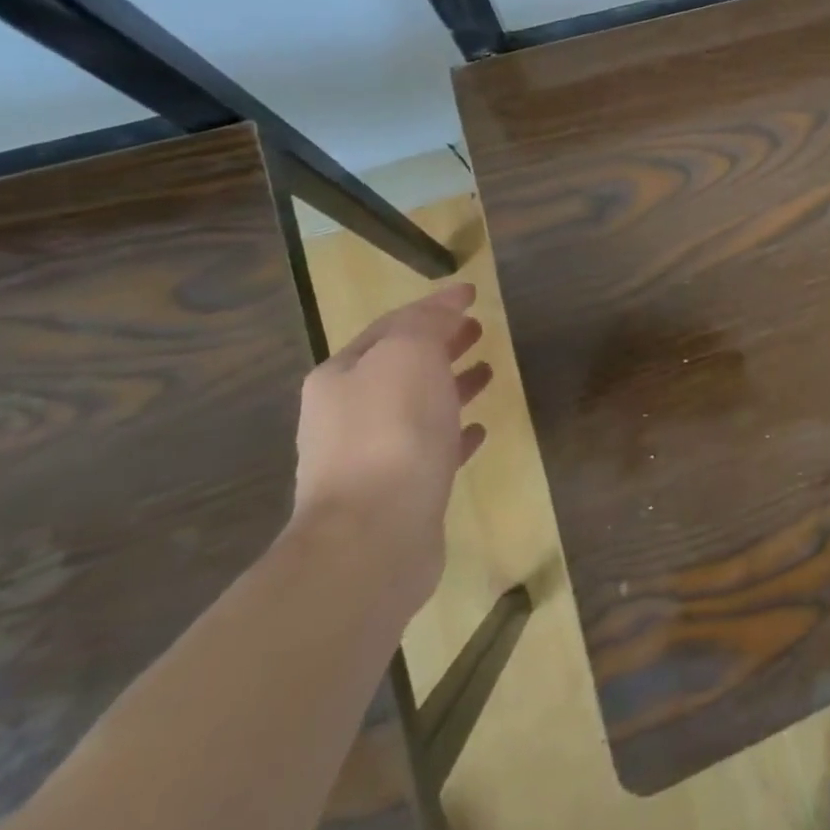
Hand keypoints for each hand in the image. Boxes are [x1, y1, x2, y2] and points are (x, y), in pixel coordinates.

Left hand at [289, 284, 494, 614]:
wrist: (373, 535)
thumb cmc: (391, 431)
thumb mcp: (409, 355)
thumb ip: (427, 323)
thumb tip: (448, 303)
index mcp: (342, 376)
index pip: (391, 326)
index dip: (433, 306)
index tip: (472, 294)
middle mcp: (346, 413)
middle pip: (401, 366)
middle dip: (439, 344)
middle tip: (478, 330)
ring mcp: (369, 456)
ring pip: (417, 407)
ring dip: (451, 386)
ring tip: (488, 372)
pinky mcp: (397, 492)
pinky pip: (431, 450)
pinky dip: (454, 433)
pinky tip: (479, 429)